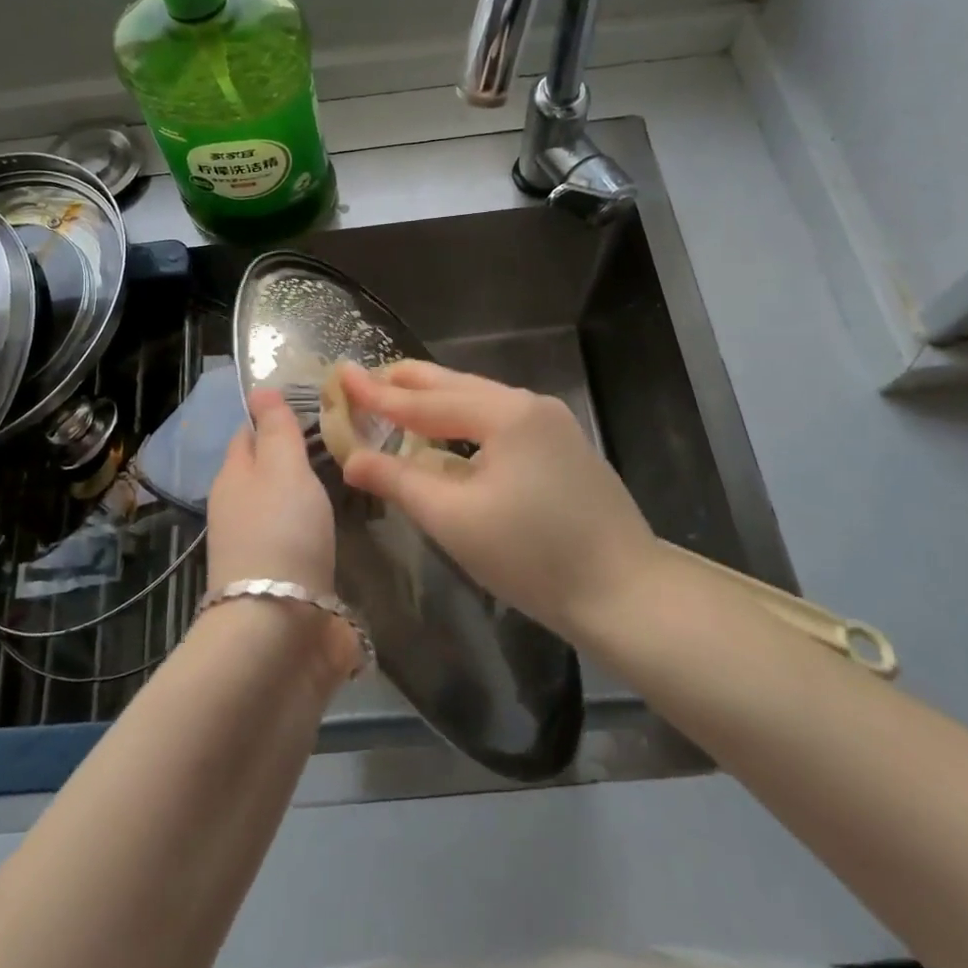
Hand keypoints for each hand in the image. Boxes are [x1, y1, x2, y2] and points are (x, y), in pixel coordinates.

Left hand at [205, 388, 336, 596]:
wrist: (278, 631)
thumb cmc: (281, 533)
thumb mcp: (282, 468)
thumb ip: (277, 429)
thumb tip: (259, 389)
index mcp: (232, 478)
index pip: (248, 434)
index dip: (273, 418)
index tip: (314, 408)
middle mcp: (238, 511)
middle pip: (265, 472)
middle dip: (295, 457)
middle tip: (343, 441)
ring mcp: (258, 549)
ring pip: (283, 507)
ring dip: (307, 495)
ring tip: (350, 477)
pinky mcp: (281, 582)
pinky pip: (299, 541)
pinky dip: (316, 529)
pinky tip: (341, 526)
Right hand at [336, 360, 656, 640]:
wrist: (626, 593)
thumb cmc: (533, 557)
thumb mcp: (454, 519)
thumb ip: (399, 480)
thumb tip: (352, 458)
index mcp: (505, 413)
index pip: (425, 400)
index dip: (378, 392)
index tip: (341, 374)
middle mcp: (530, 405)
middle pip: (455, 385)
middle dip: (407, 382)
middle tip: (365, 378)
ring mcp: (553, 423)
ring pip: (479, 400)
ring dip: (436, 400)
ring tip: (397, 399)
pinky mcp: (563, 446)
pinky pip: (500, 419)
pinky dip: (464, 419)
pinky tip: (449, 431)